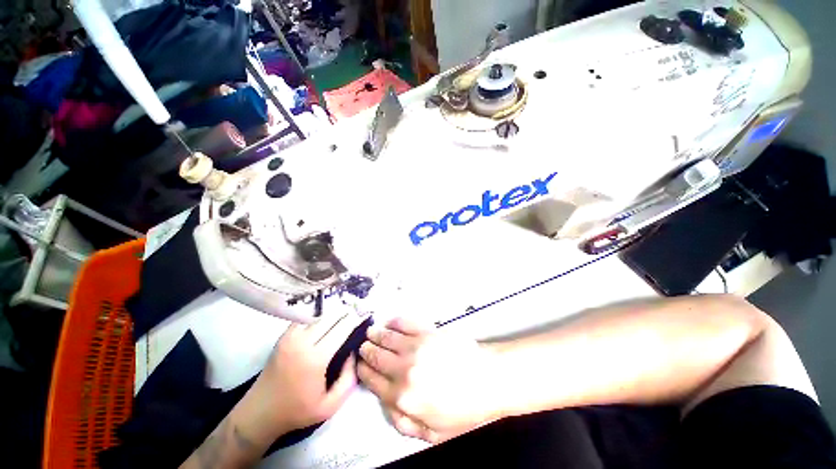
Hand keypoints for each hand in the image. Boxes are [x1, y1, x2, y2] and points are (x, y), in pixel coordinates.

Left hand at [254, 312, 363, 435]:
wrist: (259, 413)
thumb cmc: (296, 411)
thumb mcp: (330, 405)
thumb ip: (349, 378)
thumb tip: (354, 352)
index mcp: (315, 359)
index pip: (341, 329)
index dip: (356, 319)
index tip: (366, 314)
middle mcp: (302, 342)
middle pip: (331, 317)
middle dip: (347, 312)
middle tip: (359, 312)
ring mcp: (290, 336)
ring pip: (319, 315)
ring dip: (334, 313)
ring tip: (346, 315)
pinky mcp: (284, 336)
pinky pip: (307, 319)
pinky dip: (320, 317)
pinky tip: (327, 321)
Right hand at [357, 318, 501, 442]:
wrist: (488, 379)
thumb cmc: (463, 410)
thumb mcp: (432, 432)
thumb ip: (403, 422)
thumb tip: (385, 403)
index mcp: (402, 397)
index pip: (372, 381)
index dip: (362, 372)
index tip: (359, 366)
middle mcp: (404, 368)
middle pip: (376, 356)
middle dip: (366, 351)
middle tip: (363, 346)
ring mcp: (416, 346)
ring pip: (387, 337)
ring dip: (376, 334)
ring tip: (371, 332)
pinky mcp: (427, 331)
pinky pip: (404, 322)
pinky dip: (394, 321)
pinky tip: (390, 321)